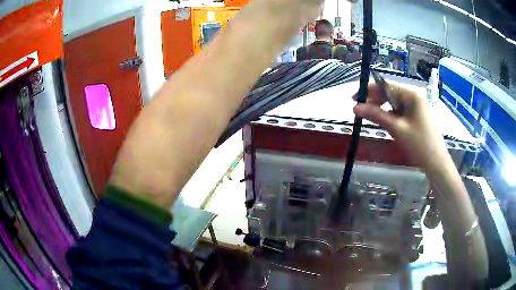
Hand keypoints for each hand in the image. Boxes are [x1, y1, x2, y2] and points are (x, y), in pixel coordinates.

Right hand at [353, 83, 448, 170]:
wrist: (436, 163)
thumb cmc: (419, 144)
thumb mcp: (396, 128)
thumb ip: (376, 115)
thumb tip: (355, 108)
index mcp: (411, 93)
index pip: (386, 85)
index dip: (368, 90)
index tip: (354, 98)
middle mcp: (414, 95)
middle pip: (390, 91)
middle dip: (374, 99)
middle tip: (360, 110)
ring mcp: (416, 104)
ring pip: (394, 101)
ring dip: (381, 107)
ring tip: (370, 116)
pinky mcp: (416, 114)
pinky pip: (400, 109)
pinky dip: (390, 114)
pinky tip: (383, 121)